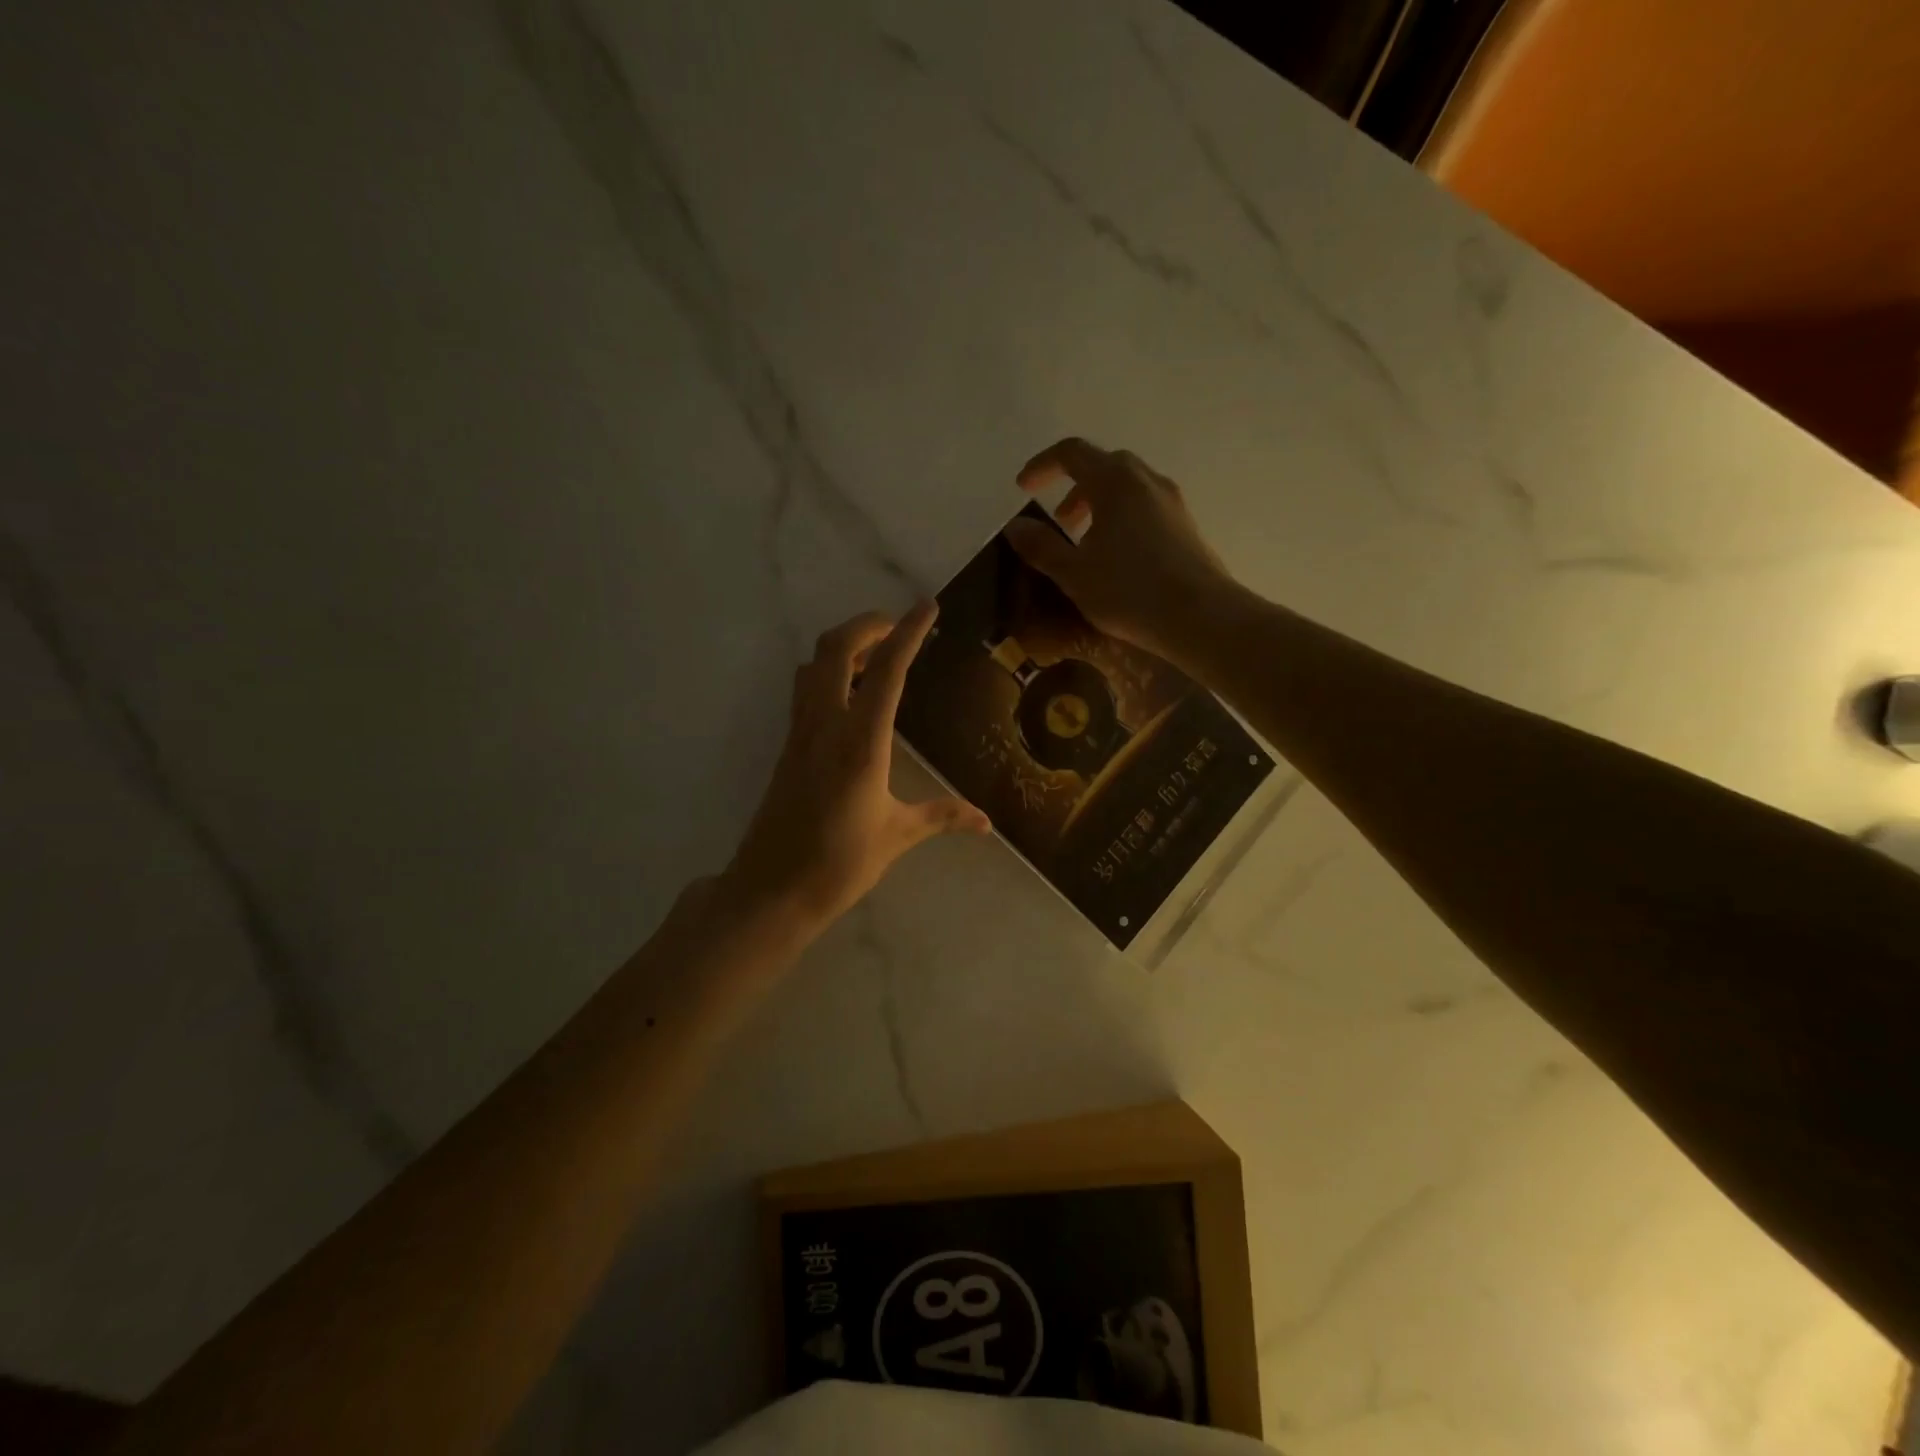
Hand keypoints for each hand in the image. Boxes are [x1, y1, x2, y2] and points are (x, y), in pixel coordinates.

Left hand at [723, 603, 989, 934]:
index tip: (926, 607)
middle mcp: (826, 726)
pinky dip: (829, 673)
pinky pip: (806, 691)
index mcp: (860, 742)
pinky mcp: (788, 747)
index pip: (886, 672)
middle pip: (835, 649)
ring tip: (875, 654)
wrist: (771, 890)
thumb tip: (986, 822)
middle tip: (897, 625)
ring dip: (843, 647)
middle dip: (866, 625)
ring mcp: (800, 734)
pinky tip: (851, 695)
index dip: (908, 633)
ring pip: (814, 666)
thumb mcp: (897, 836)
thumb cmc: (839, 863)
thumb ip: (942, 817)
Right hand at [1003, 437, 1232, 663]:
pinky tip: (1118, 556)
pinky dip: (1123, 517)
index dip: (1042, 465)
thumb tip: (1015, 526)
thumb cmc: (1129, 591)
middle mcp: (1146, 480)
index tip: (1024, 487)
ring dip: (1100, 504)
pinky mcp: (1186, 525)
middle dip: (1075, 486)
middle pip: (1104, 465)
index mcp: (1114, 482)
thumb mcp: (1073, 573)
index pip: (1071, 453)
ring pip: (1128, 487)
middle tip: (1060, 520)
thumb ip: (1041, 546)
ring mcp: (1172, 501)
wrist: (1200, 616)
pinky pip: (1146, 506)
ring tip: (1086, 542)